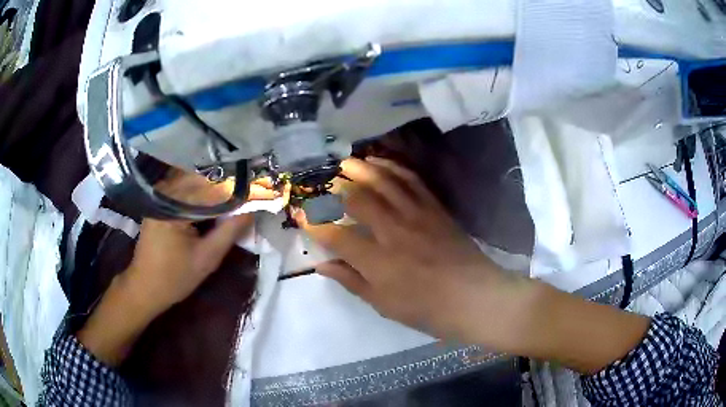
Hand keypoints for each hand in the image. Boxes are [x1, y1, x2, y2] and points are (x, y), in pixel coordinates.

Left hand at [78, 171, 275, 365]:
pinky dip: (204, 191)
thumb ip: (230, 231)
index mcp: (174, 206)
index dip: (239, 189)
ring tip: (239, 192)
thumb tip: (253, 209)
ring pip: (196, 179)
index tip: (261, 191)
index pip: (214, 189)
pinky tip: (217, 198)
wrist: (144, 286)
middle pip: (205, 178)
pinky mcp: (161, 199)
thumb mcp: (207, 258)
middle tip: (253, 189)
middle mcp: (166, 192)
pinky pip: (187, 187)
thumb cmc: (174, 278)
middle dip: (230, 183)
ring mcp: (162, 193)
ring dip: (218, 185)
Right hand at [295, 157, 522, 343]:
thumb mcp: (383, 304)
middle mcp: (393, 232)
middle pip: (357, 199)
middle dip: (333, 186)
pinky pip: (411, 181)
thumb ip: (351, 281)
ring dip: (361, 168)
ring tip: (344, 163)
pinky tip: (380, 163)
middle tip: (320, 181)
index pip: (336, 235)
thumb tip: (322, 265)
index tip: (299, 213)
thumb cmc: (427, 309)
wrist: (474, 297)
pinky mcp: (434, 208)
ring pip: (383, 182)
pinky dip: (393, 168)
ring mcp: (417, 215)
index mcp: (378, 261)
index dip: (313, 222)